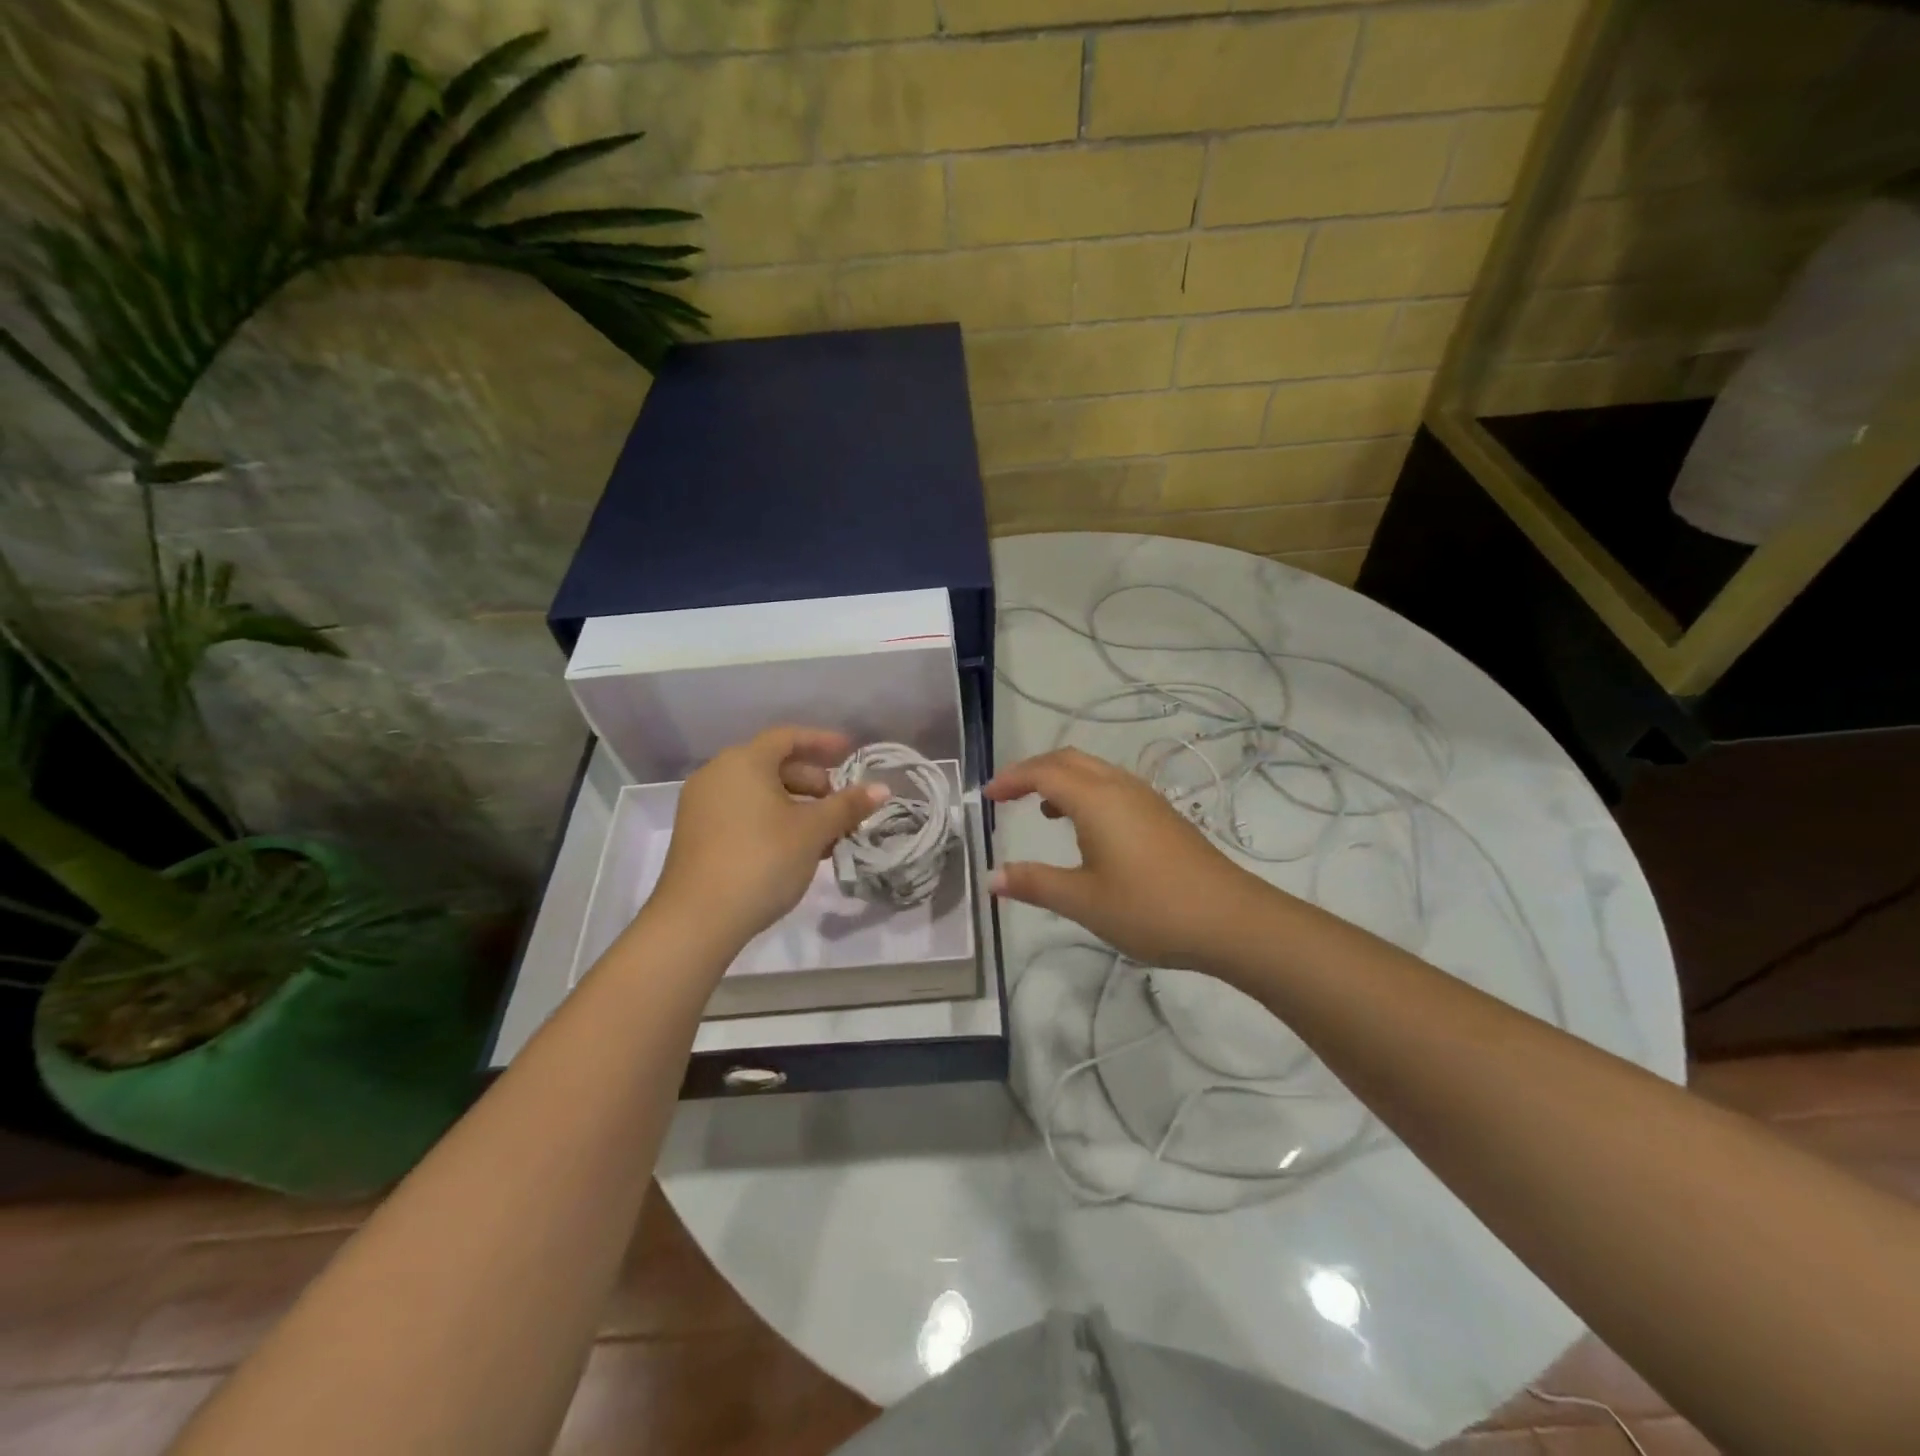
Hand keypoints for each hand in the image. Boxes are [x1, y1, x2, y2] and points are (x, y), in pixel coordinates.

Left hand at [652, 726, 888, 949]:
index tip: (851, 752)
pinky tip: (797, 848)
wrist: (697, 919)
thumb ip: (847, 806)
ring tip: (827, 832)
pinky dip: (772, 820)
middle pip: (772, 764)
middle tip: (842, 802)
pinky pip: (743, 812)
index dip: (822, 742)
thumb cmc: (762, 860)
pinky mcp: (697, 835)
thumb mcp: (812, 831)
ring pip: (759, 792)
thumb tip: (882, 788)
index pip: (788, 737)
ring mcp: (702, 806)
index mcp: (743, 762)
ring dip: (796, 805)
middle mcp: (717, 775)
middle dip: (813, 780)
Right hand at [984, 748, 1274, 970]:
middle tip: (1007, 794)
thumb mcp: (1083, 901)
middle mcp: (1120, 787)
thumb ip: (1035, 884)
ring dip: (1062, 780)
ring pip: (1094, 771)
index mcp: (1096, 799)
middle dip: (1033, 770)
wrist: (1231, 920)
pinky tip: (1086, 830)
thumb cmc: (1150, 908)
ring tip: (1041, 810)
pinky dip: (1085, 792)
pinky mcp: (1162, 815)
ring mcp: (1146, 799)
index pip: (1043, 772)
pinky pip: (1112, 786)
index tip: (986, 796)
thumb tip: (992, 877)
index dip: (1011, 779)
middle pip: (1068, 759)